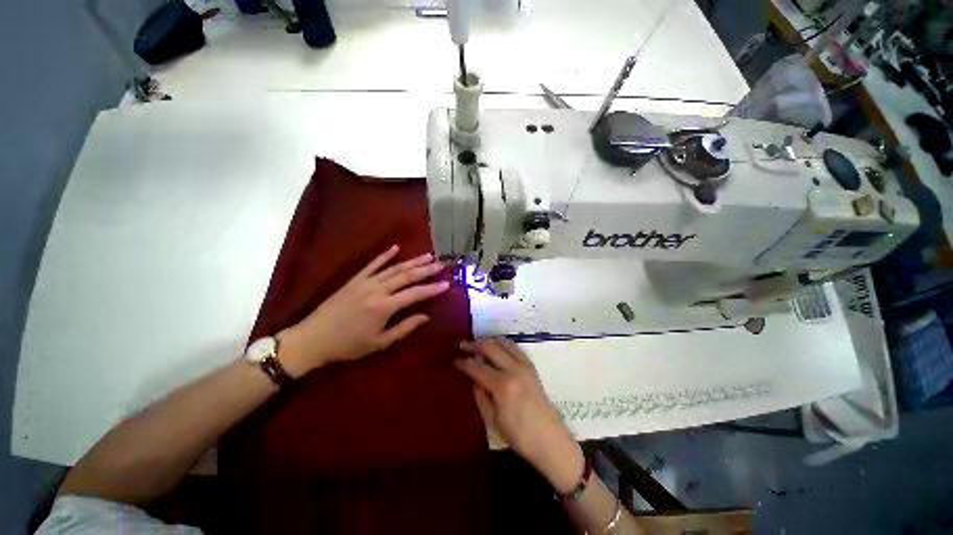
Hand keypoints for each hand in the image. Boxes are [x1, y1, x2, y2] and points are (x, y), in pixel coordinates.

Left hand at [278, 245, 448, 376]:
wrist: (313, 338)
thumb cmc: (348, 345)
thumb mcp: (379, 343)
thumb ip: (404, 328)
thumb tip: (425, 317)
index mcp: (385, 307)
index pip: (415, 294)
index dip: (432, 289)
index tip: (447, 284)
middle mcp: (378, 290)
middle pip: (407, 276)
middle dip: (426, 269)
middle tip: (441, 264)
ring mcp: (366, 282)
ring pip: (394, 268)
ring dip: (412, 261)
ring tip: (427, 255)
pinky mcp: (355, 279)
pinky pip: (372, 264)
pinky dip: (385, 255)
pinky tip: (396, 248)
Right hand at [455, 339, 584, 493]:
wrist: (550, 439)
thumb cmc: (519, 436)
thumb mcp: (492, 420)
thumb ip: (480, 395)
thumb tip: (472, 378)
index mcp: (502, 385)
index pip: (477, 367)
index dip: (464, 362)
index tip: (455, 360)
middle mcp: (514, 369)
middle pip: (490, 348)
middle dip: (474, 344)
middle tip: (462, 345)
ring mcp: (525, 365)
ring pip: (503, 343)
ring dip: (488, 341)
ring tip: (477, 344)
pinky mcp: (531, 366)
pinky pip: (515, 348)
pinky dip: (503, 344)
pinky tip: (497, 347)